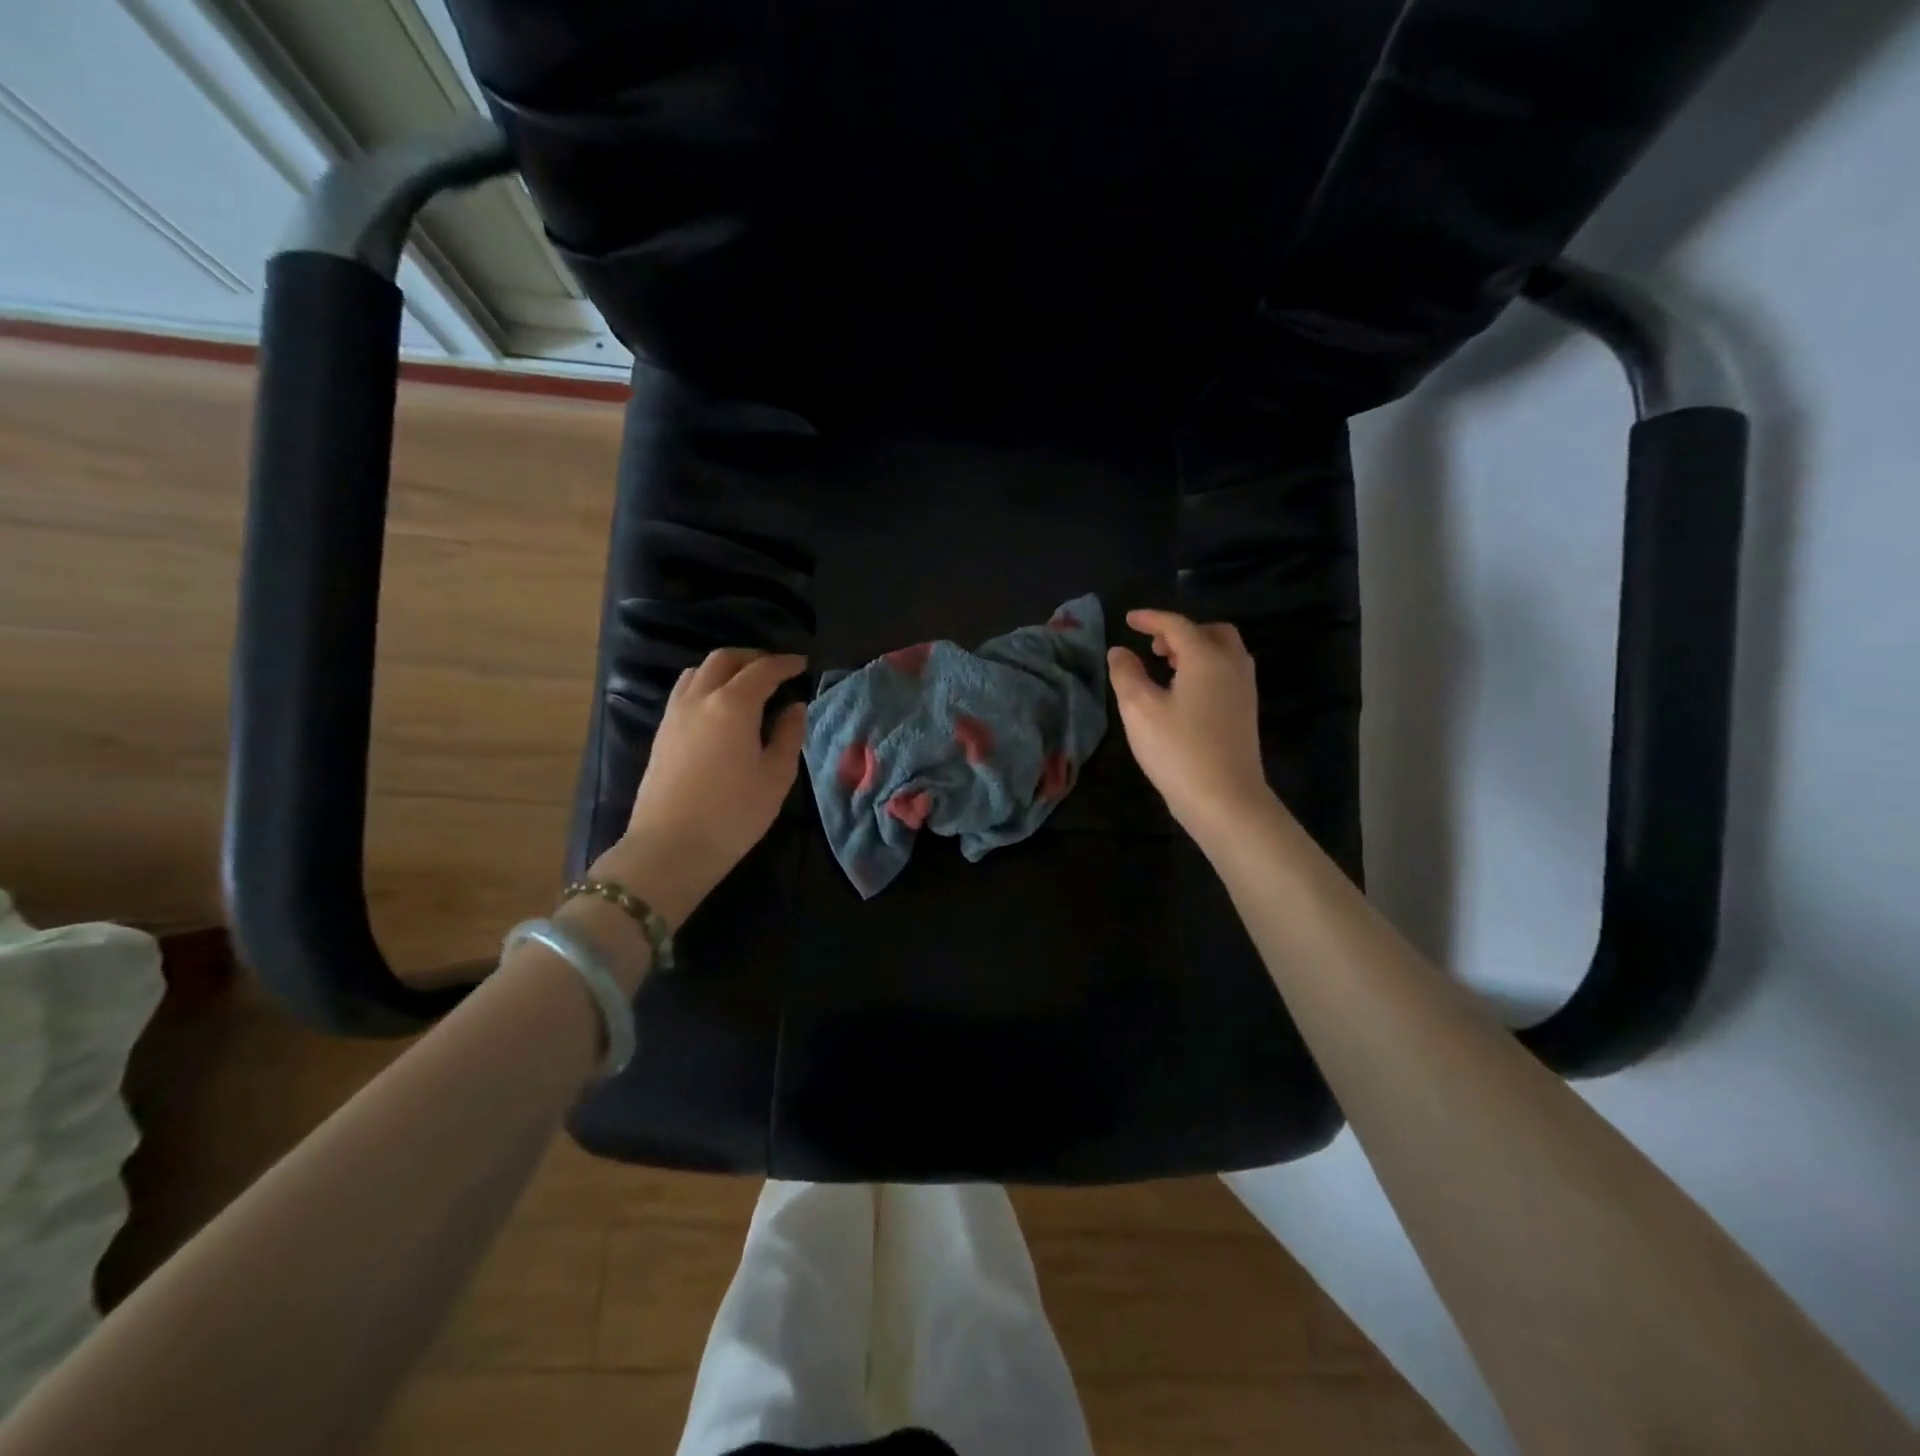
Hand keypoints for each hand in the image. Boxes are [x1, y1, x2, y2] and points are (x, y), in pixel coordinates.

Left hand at [591, 649, 808, 926]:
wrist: (670, 848)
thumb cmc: (733, 814)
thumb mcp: (775, 777)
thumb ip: (787, 735)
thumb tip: (794, 708)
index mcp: (732, 705)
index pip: (762, 670)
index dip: (784, 664)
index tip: (802, 664)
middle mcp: (700, 699)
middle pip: (724, 660)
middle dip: (752, 658)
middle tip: (775, 670)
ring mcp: (674, 714)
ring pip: (698, 672)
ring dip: (725, 669)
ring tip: (745, 686)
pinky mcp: (661, 733)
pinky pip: (685, 692)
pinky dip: (706, 686)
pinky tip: (720, 709)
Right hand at [1107, 609, 1275, 847]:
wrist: (1225, 799)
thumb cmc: (1178, 750)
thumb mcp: (1139, 709)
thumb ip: (1126, 674)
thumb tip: (1119, 652)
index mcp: (1206, 657)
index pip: (1176, 625)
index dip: (1150, 619)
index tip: (1128, 620)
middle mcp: (1231, 665)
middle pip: (1210, 632)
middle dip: (1181, 632)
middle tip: (1153, 647)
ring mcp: (1244, 689)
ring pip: (1222, 653)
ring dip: (1195, 650)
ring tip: (1164, 668)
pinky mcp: (1246, 712)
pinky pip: (1226, 673)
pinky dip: (1204, 669)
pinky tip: (1182, 693)